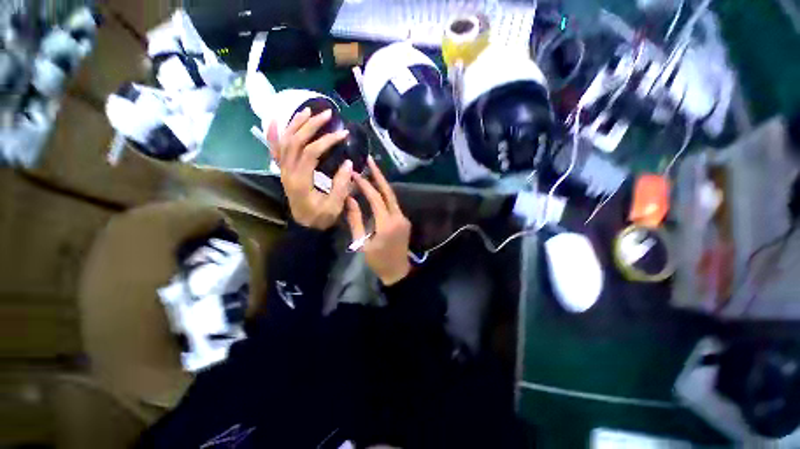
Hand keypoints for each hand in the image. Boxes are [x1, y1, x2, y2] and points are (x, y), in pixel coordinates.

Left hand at [267, 108, 352, 229]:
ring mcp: (282, 170)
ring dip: (295, 124)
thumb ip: (341, 186)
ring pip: (284, 141)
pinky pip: (274, 149)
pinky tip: (275, 120)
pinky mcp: (283, 170)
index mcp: (300, 180)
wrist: (304, 226)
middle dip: (311, 125)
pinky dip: (273, 133)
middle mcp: (287, 171)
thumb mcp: (334, 206)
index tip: (343, 134)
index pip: (311, 152)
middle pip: (295, 141)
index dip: (327, 140)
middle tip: (327, 114)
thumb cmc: (320, 217)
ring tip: (308, 110)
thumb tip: (348, 163)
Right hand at [346, 157, 411, 285]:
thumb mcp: (362, 242)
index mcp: (386, 224)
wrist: (397, 271)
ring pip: (392, 197)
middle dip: (379, 175)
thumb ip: (355, 220)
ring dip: (383, 184)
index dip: (365, 185)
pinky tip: (377, 189)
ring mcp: (403, 218)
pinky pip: (394, 204)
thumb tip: (349, 200)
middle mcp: (398, 217)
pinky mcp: (404, 220)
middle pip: (388, 192)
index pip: (376, 198)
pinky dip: (385, 195)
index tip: (355, 174)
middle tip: (370, 160)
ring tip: (372, 171)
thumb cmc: (377, 260)